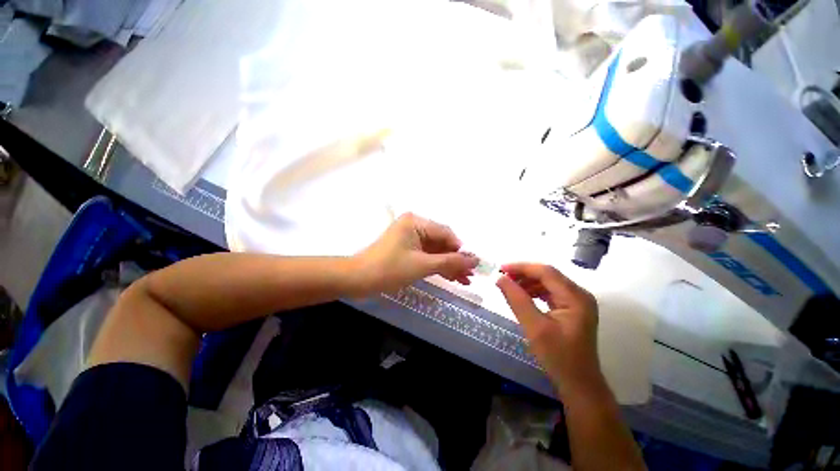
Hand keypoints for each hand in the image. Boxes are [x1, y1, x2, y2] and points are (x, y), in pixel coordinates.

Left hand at [355, 213, 478, 292]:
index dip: (460, 250)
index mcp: (417, 222)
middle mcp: (415, 226)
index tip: (472, 266)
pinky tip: (451, 277)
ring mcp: (411, 238)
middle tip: (470, 277)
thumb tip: (475, 260)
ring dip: (449, 265)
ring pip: (436, 251)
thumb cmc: (390, 269)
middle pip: (442, 242)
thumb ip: (450, 262)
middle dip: (455, 260)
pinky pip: (427, 256)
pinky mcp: (407, 250)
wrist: (358, 280)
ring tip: (465, 280)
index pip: (446, 233)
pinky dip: (437, 266)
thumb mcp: (422, 265)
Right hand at [496, 263, 601, 395]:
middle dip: (523, 274)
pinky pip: (550, 292)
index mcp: (575, 297)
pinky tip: (522, 296)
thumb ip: (517, 300)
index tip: (500, 270)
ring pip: (548, 282)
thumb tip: (500, 278)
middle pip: (547, 275)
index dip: (521, 267)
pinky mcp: (572, 308)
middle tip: (502, 278)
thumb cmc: (558, 357)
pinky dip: (534, 291)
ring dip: (527, 282)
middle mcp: (579, 294)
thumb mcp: (534, 327)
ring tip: (509, 287)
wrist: (579, 384)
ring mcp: (577, 301)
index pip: (546, 271)